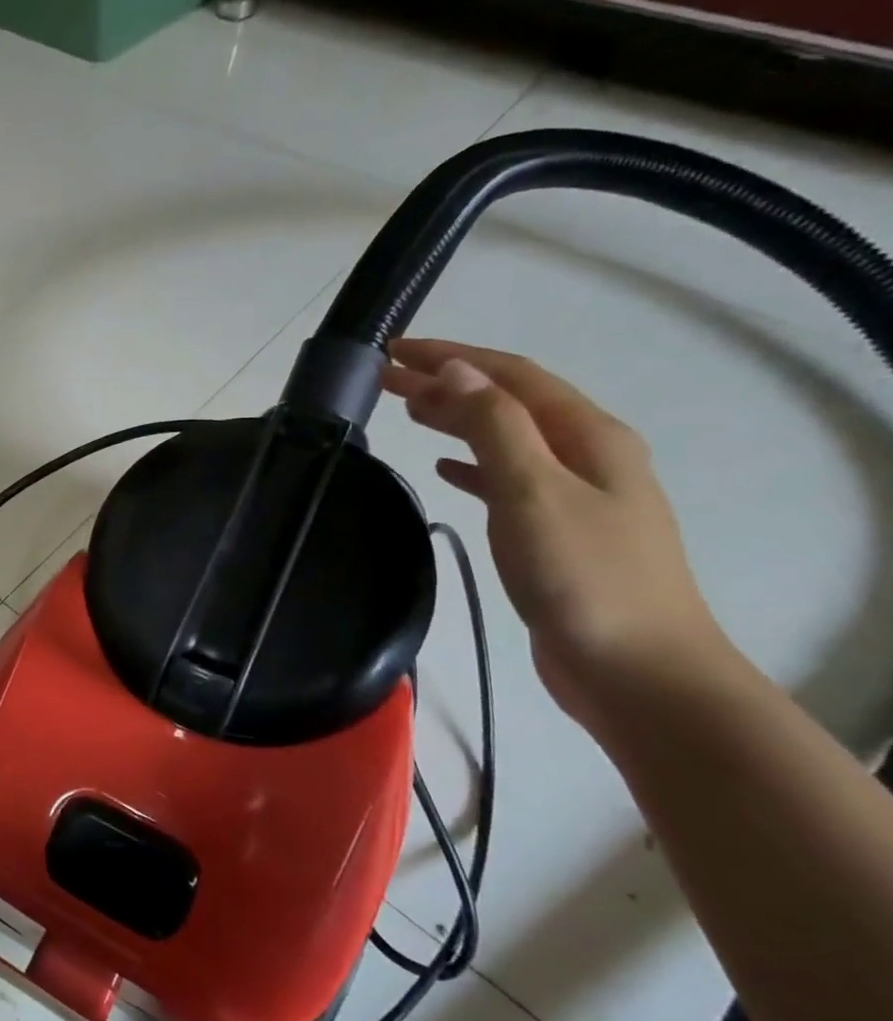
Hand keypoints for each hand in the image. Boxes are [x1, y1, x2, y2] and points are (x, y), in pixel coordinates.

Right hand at [382, 339, 735, 725]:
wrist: (636, 669)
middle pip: (508, 403)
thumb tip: (454, 371)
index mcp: (588, 436)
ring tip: (408, 411)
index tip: (393, 351)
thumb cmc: (583, 576)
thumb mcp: (533, 492)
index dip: (452, 357)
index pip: (511, 376)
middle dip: (447, 384)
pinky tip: (445, 469)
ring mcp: (573, 496)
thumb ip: (494, 428)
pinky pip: (505, 480)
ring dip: (457, 419)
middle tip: (385, 379)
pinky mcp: (554, 532)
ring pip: (505, 439)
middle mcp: (586, 456)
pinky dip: (471, 465)